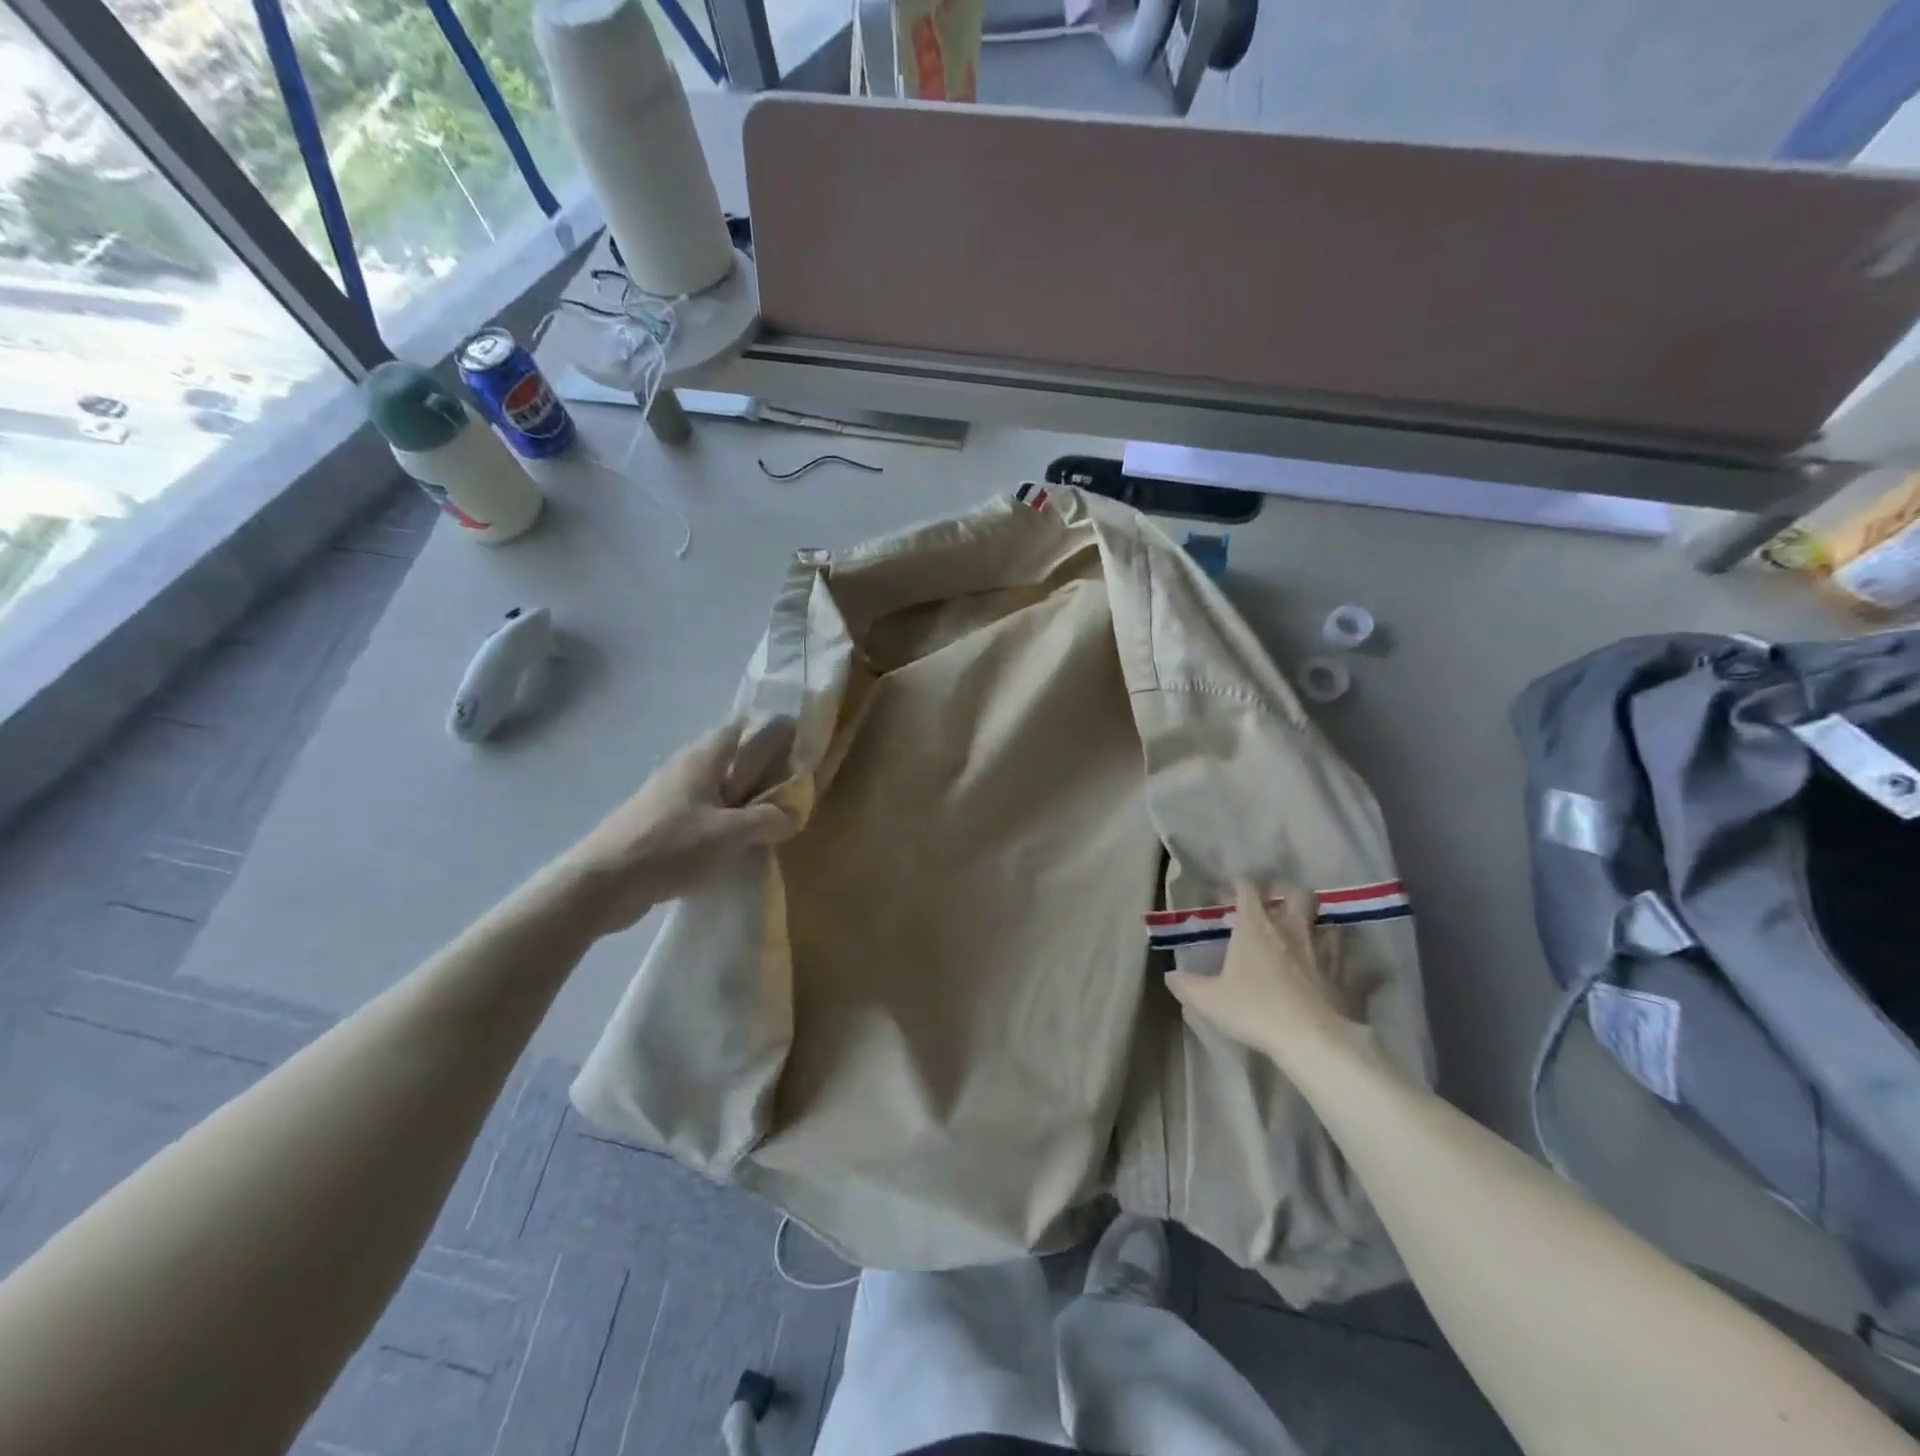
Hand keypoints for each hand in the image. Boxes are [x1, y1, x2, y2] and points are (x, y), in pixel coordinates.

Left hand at [557, 719, 797, 937]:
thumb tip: (794, 813)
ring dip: (745, 797)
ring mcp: (670, 797)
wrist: (601, 884)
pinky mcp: (661, 824)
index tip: (801, 744)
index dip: (772, 729)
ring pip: (718, 787)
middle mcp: (685, 769)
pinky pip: (704, 812)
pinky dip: (726, 819)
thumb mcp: (729, 834)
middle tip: (794, 786)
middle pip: (732, 756)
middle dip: (763, 767)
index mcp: (702, 758)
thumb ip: (768, 820)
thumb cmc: (669, 847)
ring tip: (772, 816)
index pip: (742, 726)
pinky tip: (738, 842)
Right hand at [1165, 882, 1368, 1063]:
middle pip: (1297, 894)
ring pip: (1330, 923)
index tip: (1229, 893)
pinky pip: (1358, 964)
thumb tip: (1171, 975)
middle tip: (1277, 905)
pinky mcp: (1349, 976)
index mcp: (1256, 926)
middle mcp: (1292, 929)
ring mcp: (1325, 951)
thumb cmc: (1253, 1010)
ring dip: (1321, 925)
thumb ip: (1187, 985)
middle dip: (1288, 894)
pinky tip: (1350, 972)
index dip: (1238, 885)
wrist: (1310, 1039)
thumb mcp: (1208, 999)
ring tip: (1312, 936)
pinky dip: (1355, 965)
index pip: (1247, 889)